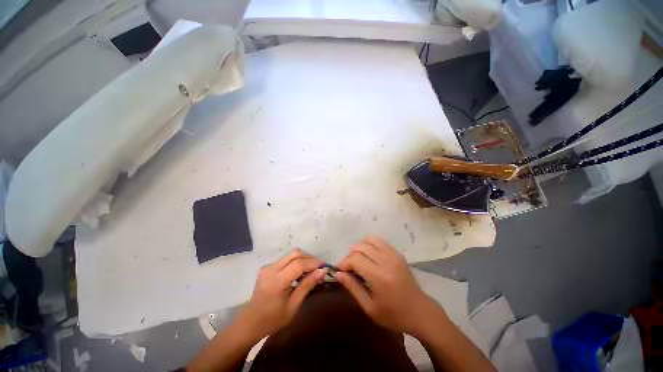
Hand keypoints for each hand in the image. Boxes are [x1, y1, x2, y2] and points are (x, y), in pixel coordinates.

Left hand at [238, 249, 326, 340]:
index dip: (313, 263)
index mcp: (276, 281)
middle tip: (319, 267)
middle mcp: (271, 269)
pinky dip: (296, 261)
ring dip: (303, 258)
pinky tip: (300, 271)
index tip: (325, 266)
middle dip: (309, 257)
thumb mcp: (293, 306)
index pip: (299, 264)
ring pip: (291, 254)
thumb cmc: (273, 319)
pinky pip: (285, 259)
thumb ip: (307, 285)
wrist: (250, 322)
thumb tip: (322, 271)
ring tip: (311, 269)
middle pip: (295, 254)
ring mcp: (267, 266)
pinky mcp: (267, 267)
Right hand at [334, 236, 440, 336]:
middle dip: (350, 255)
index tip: (339, 270)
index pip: (355, 259)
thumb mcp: (369, 307)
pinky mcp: (397, 253)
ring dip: (360, 247)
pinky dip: (370, 245)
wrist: (420, 311)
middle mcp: (386, 261)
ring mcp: (393, 254)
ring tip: (358, 260)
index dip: (344, 262)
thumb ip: (352, 287)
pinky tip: (369, 256)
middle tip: (349, 267)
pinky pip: (379, 241)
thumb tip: (338, 273)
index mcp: (379, 276)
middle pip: (361, 246)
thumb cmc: (393, 315)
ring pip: (370, 239)